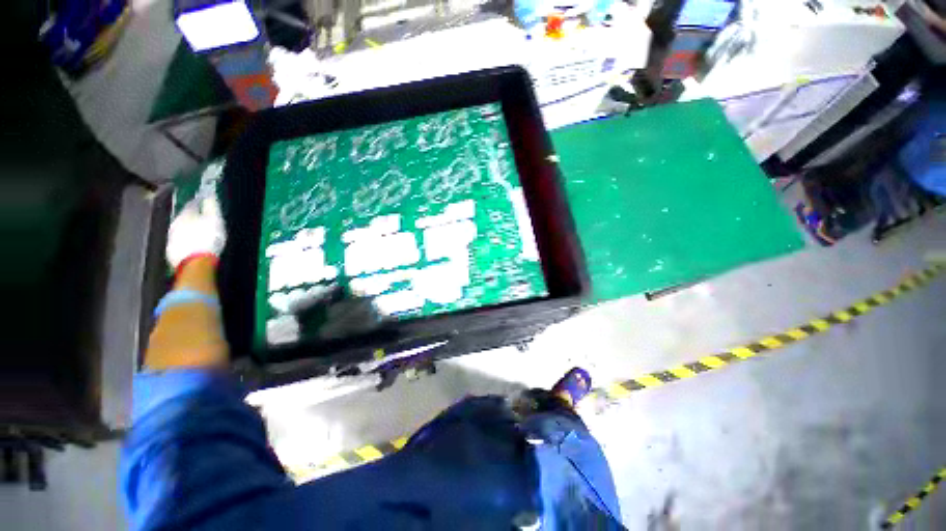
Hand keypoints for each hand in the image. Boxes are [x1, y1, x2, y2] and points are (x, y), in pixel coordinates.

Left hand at [167, 196, 225, 267]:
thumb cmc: (208, 239)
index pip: (191, 205)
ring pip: (180, 232)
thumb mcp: (215, 220)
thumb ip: (211, 207)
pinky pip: (179, 244)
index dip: (198, 203)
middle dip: (192, 219)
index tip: (205, 203)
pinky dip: (186, 243)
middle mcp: (174, 225)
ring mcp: (171, 239)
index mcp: (185, 215)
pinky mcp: (171, 253)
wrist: (195, 263)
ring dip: (187, 232)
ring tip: (198, 235)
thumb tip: (210, 195)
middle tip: (202, 221)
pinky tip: (193, 247)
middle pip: (183, 219)